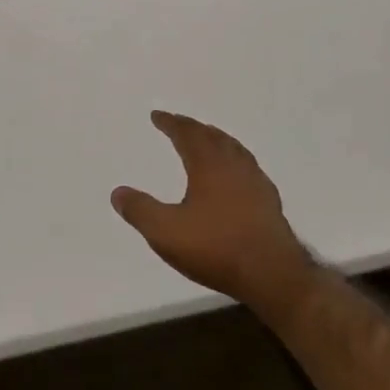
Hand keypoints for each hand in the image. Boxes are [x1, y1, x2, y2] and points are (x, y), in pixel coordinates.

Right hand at [113, 111, 319, 321]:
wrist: (272, 274)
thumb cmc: (216, 248)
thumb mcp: (166, 232)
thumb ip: (140, 211)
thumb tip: (118, 192)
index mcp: (208, 164)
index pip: (187, 134)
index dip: (171, 123)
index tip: (157, 116)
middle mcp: (234, 165)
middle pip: (212, 136)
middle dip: (193, 127)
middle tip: (179, 123)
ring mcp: (256, 182)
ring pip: (234, 149)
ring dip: (217, 140)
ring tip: (208, 140)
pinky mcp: (269, 202)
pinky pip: (248, 168)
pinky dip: (235, 161)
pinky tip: (236, 176)